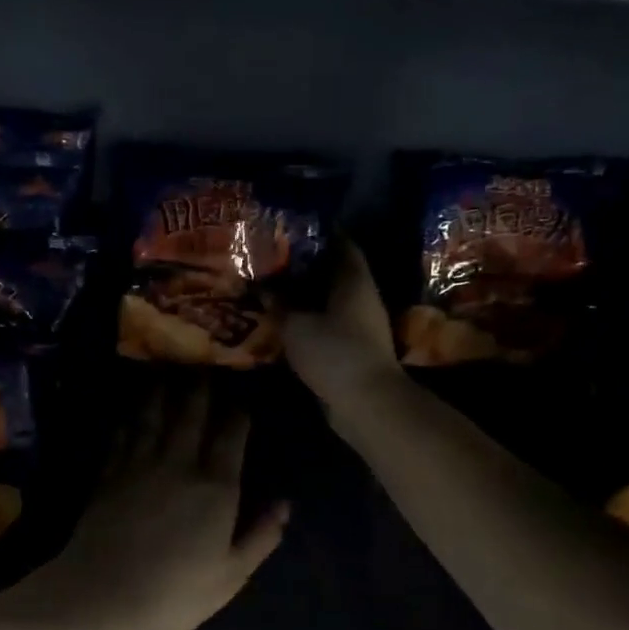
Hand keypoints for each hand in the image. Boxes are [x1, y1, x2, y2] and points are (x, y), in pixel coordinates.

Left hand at [39, 385, 288, 629]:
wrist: (103, 596)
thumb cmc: (175, 593)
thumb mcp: (231, 575)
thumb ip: (261, 536)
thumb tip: (285, 503)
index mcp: (215, 487)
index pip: (231, 434)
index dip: (238, 411)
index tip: (243, 392)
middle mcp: (178, 464)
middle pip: (191, 412)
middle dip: (201, 384)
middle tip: (205, 361)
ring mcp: (138, 465)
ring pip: (153, 414)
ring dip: (162, 389)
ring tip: (167, 368)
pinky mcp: (108, 474)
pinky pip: (121, 434)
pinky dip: (128, 417)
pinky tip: (130, 408)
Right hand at [283, 241, 406, 421]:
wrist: (365, 403)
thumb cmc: (334, 352)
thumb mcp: (296, 325)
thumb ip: (279, 304)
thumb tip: (264, 287)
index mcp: (353, 280)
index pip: (341, 243)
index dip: (319, 232)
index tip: (292, 227)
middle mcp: (361, 298)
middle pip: (334, 272)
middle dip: (306, 266)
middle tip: (273, 258)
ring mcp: (360, 326)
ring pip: (329, 301)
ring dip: (305, 296)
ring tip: (272, 288)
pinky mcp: (352, 350)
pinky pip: (327, 325)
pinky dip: (308, 321)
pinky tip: (283, 321)